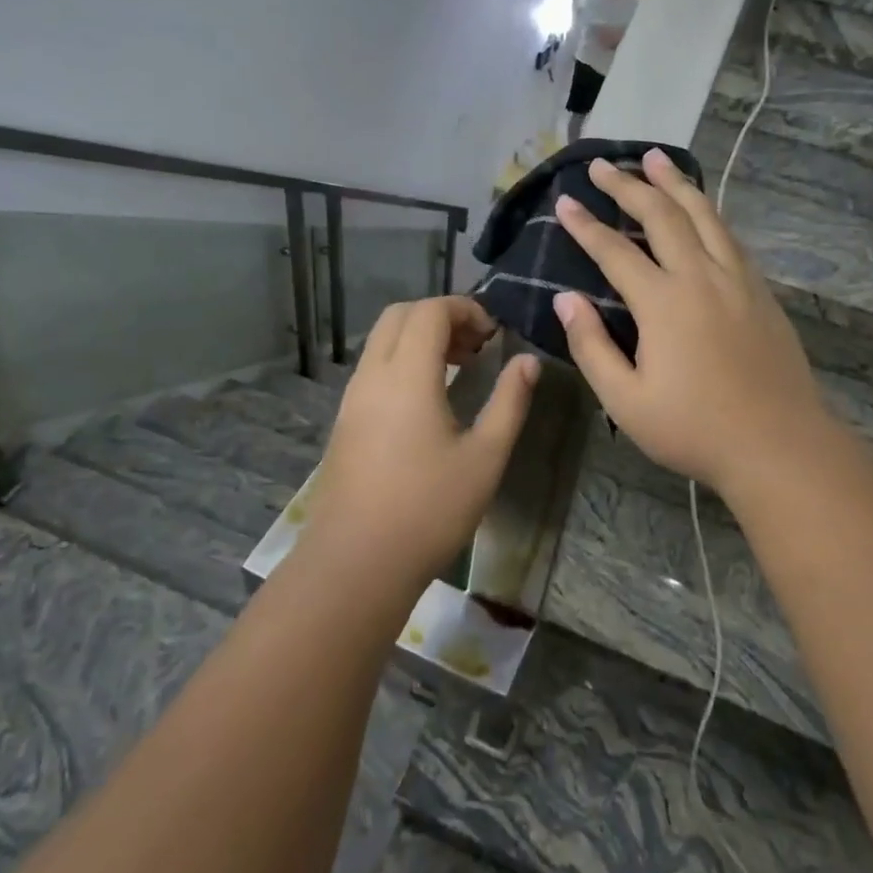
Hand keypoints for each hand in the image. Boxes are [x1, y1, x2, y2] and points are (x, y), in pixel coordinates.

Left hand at [300, 297, 538, 588]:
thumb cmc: (429, 509)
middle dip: (440, 316)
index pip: (431, 311)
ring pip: (382, 341)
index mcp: (407, 375)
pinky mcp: (345, 421)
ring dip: (419, 338)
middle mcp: (373, 375)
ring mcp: (352, 398)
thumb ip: (510, 401)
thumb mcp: (485, 456)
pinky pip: (373, 368)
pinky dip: (401, 361)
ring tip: (459, 369)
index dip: (466, 309)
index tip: (495, 334)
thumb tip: (527, 361)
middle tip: (477, 346)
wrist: (356, 562)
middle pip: (400, 315)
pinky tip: (428, 399)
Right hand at [552, 149, 832, 496]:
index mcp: (664, 303)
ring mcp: (738, 280)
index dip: (586, 225)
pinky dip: (708, 212)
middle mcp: (701, 277)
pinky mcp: (761, 292)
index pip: (615, 251)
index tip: (565, 201)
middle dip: (629, 185)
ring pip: (704, 215)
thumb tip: (566, 299)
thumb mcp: (626, 401)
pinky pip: (729, 236)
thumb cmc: (694, 430)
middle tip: (603, 164)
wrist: (779, 445)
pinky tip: (701, 209)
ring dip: (675, 183)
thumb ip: (592, 346)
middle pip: (662, 216)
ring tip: (655, 158)